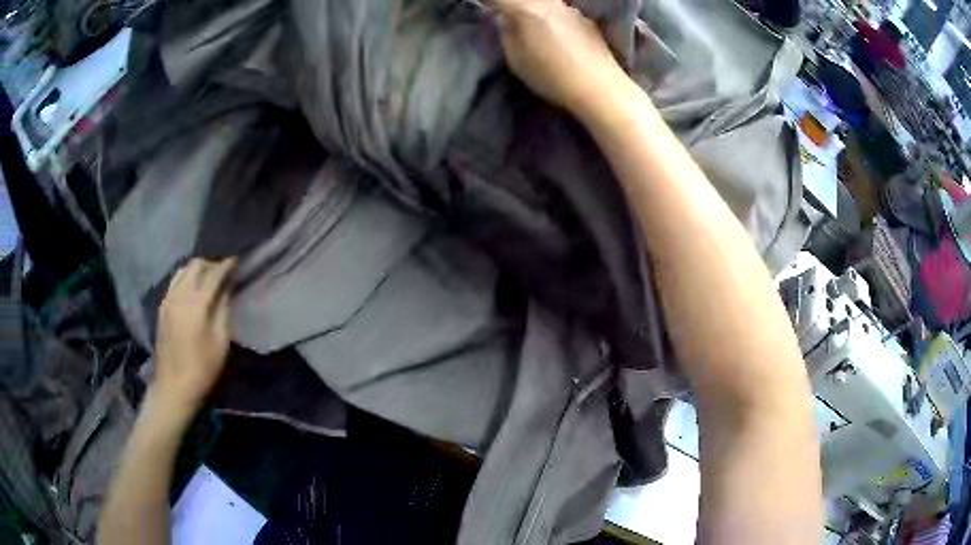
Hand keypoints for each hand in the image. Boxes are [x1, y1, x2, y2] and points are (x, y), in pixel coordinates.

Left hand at [151, 258, 235, 413]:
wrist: (173, 387)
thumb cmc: (202, 369)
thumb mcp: (220, 343)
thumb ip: (223, 311)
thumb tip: (226, 290)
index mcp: (195, 304)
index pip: (212, 274)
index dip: (225, 265)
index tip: (236, 260)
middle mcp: (179, 295)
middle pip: (194, 266)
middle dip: (210, 264)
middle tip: (223, 271)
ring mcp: (168, 300)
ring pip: (182, 271)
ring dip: (196, 269)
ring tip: (208, 277)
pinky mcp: (162, 308)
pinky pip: (175, 282)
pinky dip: (186, 278)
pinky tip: (193, 289)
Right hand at [492, 0, 627, 115]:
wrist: (600, 87)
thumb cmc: (552, 76)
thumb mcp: (516, 59)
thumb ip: (506, 32)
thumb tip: (504, 18)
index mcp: (526, 9)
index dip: (487, 2)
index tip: (482, 8)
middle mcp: (549, 2)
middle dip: (511, 5)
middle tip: (503, 16)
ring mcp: (570, 9)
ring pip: (543, 2)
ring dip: (532, 9)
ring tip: (530, 27)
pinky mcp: (585, 19)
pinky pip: (560, 10)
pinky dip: (550, 16)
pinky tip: (555, 35)